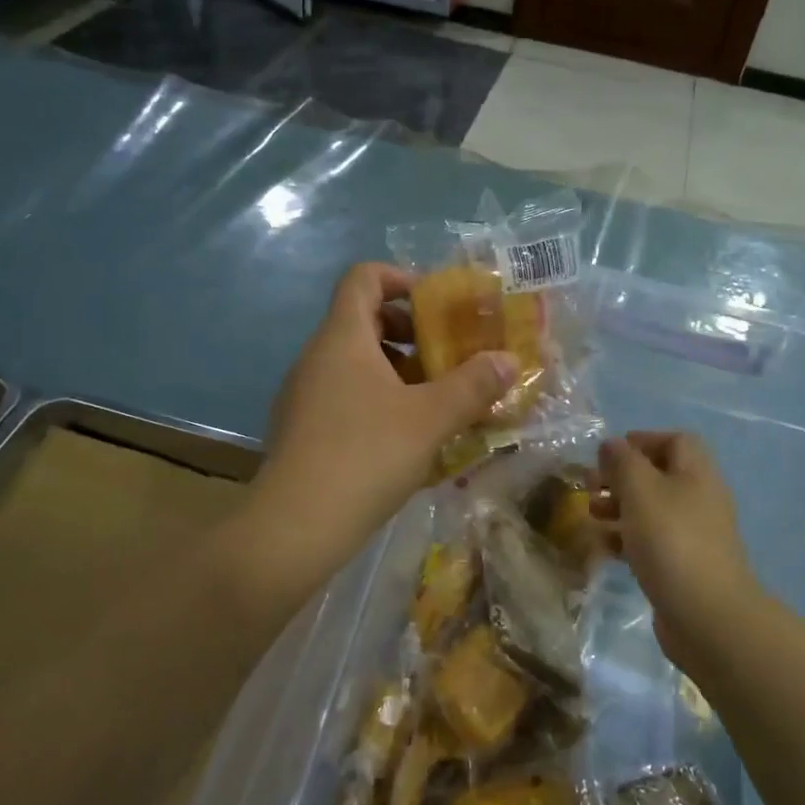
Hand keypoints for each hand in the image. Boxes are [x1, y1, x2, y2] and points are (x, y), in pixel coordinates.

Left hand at [225, 264, 514, 610]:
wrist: (296, 526)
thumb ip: (473, 386)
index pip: (363, 277)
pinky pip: (346, 398)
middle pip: (364, 321)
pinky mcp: (303, 431)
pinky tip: (408, 439)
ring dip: (399, 373)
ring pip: (356, 364)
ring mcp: (305, 395)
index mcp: (342, 337)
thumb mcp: (431, 418)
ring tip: (438, 402)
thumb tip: (508, 360)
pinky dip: (379, 403)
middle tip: (449, 357)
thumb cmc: (366, 455)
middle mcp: (317, 357)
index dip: (402, 278)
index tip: (438, 305)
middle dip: (411, 333)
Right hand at [597, 432, 763, 663]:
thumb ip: (623, 462)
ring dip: (619, 507)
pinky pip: (652, 541)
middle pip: (659, 475)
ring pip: (652, 509)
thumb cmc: (671, 540)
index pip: (675, 440)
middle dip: (622, 476)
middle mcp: (699, 499)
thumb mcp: (641, 490)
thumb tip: (612, 444)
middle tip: (589, 484)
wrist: (707, 615)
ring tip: (591, 514)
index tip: (609, 454)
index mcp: (697, 473)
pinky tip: (603, 547)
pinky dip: (627, 538)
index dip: (642, 440)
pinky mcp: (684, 566)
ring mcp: (694, 535)